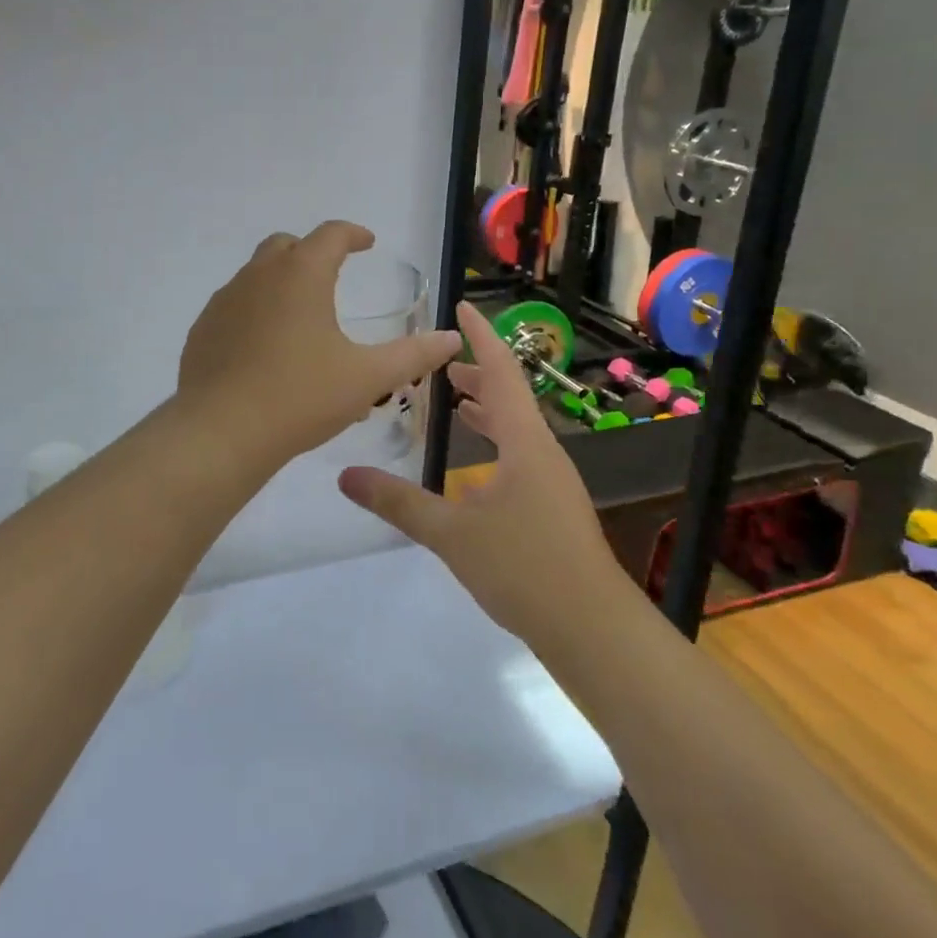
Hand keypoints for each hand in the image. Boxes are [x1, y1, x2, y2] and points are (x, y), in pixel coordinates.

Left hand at [177, 222, 462, 465]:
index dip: (352, 234)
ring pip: (256, 275)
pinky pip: (234, 307)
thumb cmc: (301, 397)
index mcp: (302, 274)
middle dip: (312, 252)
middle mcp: (259, 276)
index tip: (366, 242)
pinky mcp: (203, 329)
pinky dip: (255, 312)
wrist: (220, 432)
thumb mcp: (367, 378)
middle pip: (286, 246)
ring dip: (281, 283)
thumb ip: (413, 355)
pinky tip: (265, 349)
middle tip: (331, 274)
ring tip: (301, 319)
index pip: (330, 234)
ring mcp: (225, 301)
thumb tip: (452, 338)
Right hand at [338, 301, 616, 649]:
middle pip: (511, 398)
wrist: (592, 629)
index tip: (463, 308)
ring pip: (517, 430)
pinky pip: (519, 458)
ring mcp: (551, 483)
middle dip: (478, 375)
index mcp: (525, 442)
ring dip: (487, 411)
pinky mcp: (551, 510)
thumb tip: (345, 475)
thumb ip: (398, 502)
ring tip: (455, 403)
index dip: (481, 338)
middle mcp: (543, 453)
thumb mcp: (451, 533)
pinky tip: (475, 469)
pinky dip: (495, 444)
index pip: (502, 372)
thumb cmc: (524, 568)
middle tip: (442, 363)